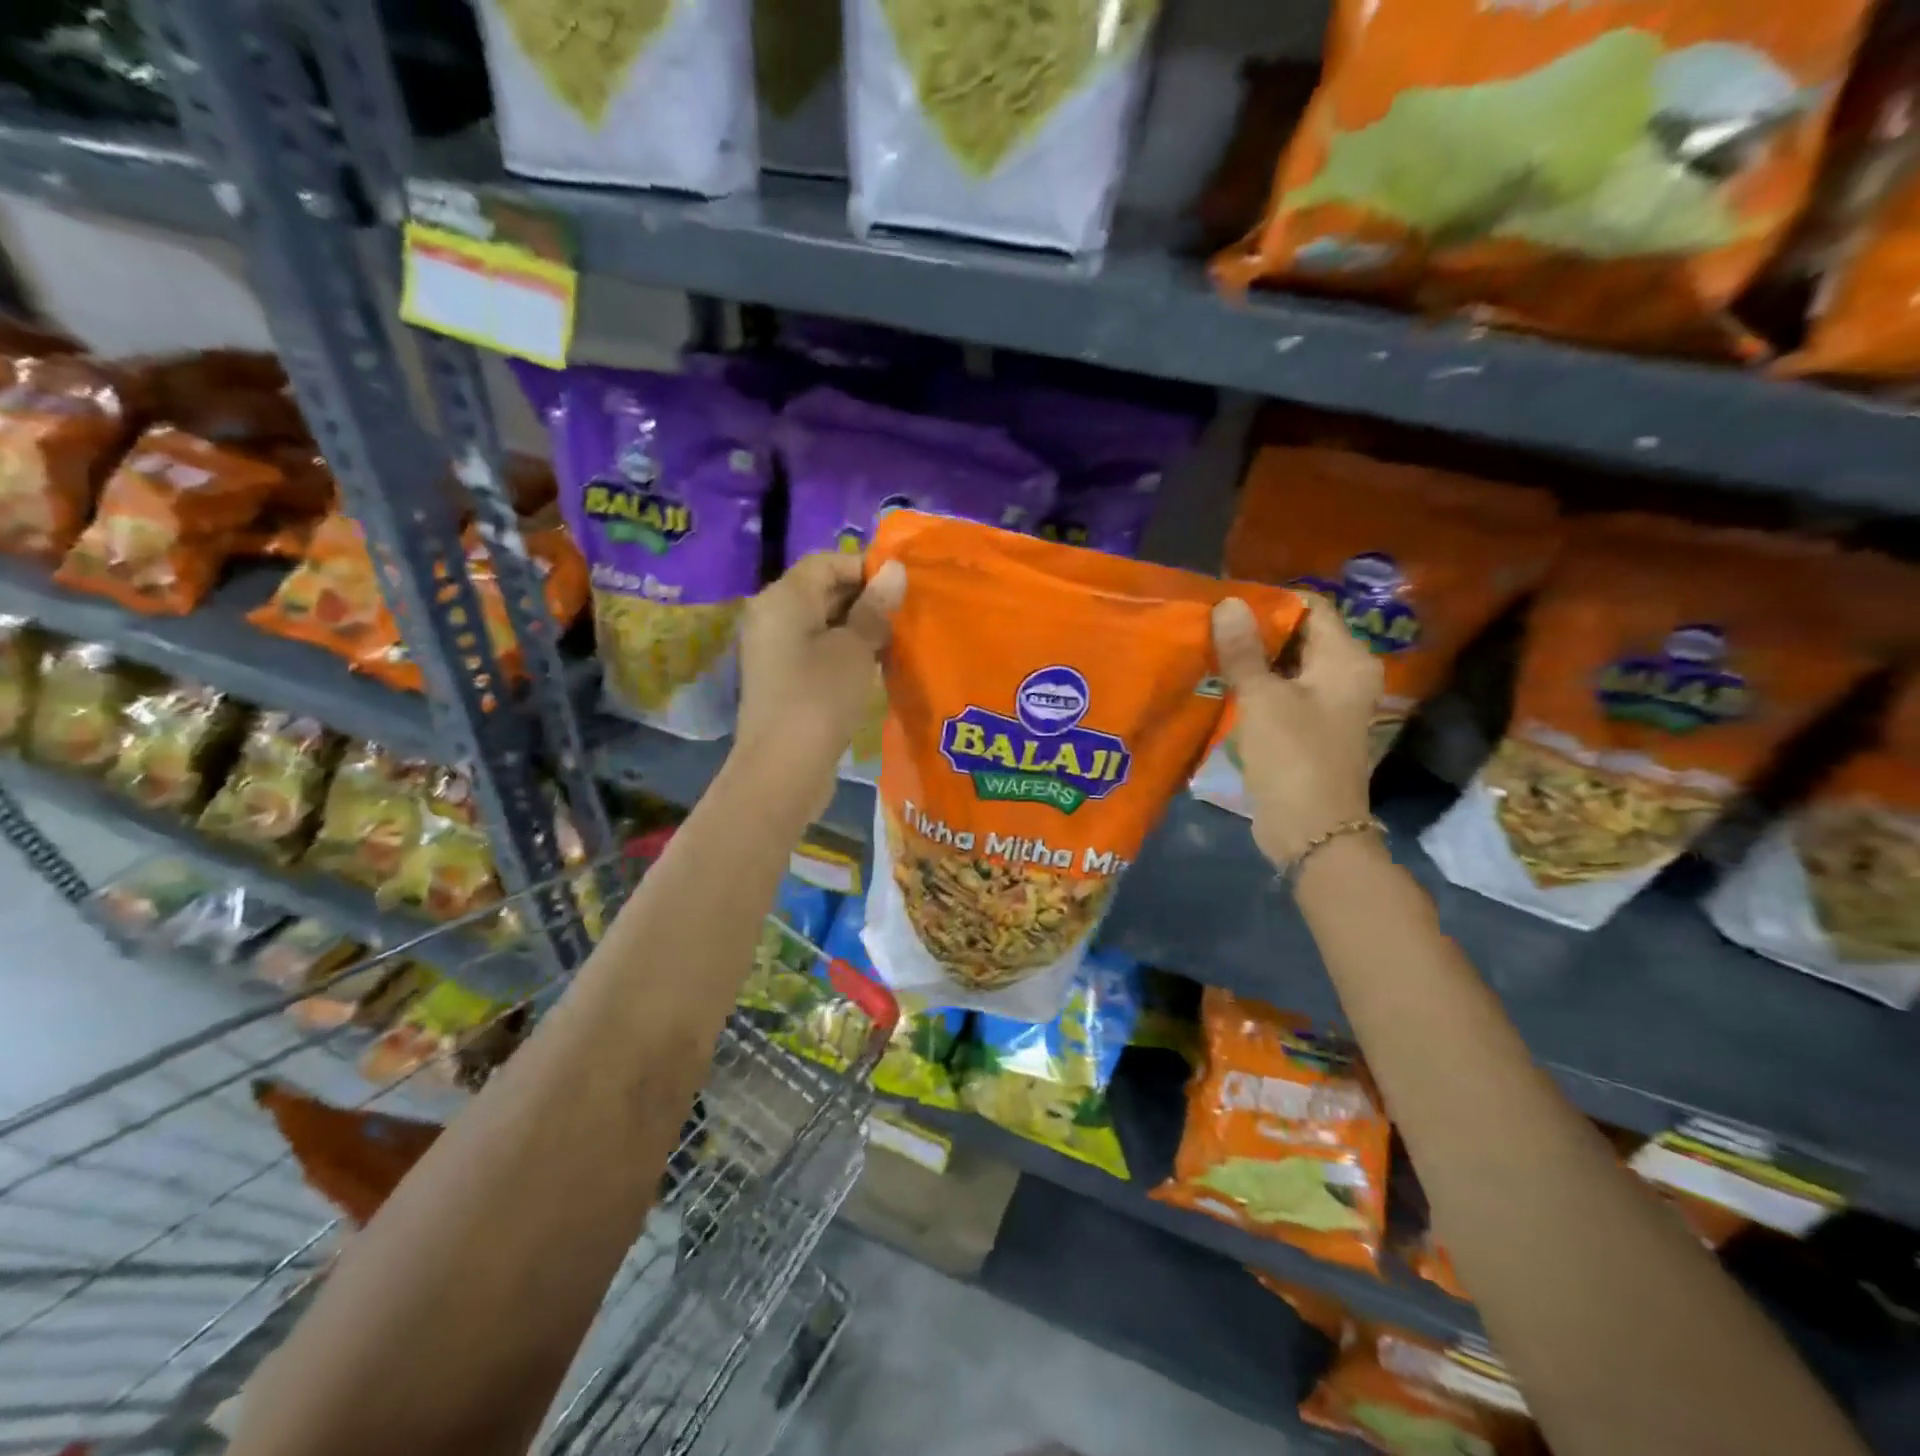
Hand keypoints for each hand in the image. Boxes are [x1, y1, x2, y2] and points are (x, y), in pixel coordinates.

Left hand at [734, 553, 905, 816]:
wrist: (783, 768)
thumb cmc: (820, 697)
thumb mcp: (855, 648)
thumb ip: (875, 608)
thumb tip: (894, 570)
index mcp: (783, 598)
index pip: (826, 562)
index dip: (864, 568)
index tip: (902, 588)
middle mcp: (772, 616)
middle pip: (822, 591)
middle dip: (865, 599)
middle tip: (906, 614)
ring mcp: (775, 651)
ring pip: (823, 624)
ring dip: (859, 628)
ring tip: (897, 640)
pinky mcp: (783, 680)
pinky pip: (817, 651)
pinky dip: (845, 652)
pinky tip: (875, 666)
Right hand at [1211, 591, 1381, 868]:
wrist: (1311, 832)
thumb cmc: (1293, 758)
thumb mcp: (1263, 699)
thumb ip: (1244, 651)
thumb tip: (1228, 603)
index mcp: (1346, 661)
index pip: (1311, 606)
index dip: (1269, 600)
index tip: (1225, 603)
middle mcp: (1344, 676)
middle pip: (1298, 635)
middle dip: (1254, 630)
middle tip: (1208, 626)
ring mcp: (1327, 705)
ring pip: (1285, 666)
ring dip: (1250, 660)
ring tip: (1207, 650)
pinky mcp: (1307, 728)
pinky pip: (1280, 693)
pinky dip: (1254, 686)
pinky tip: (1220, 685)